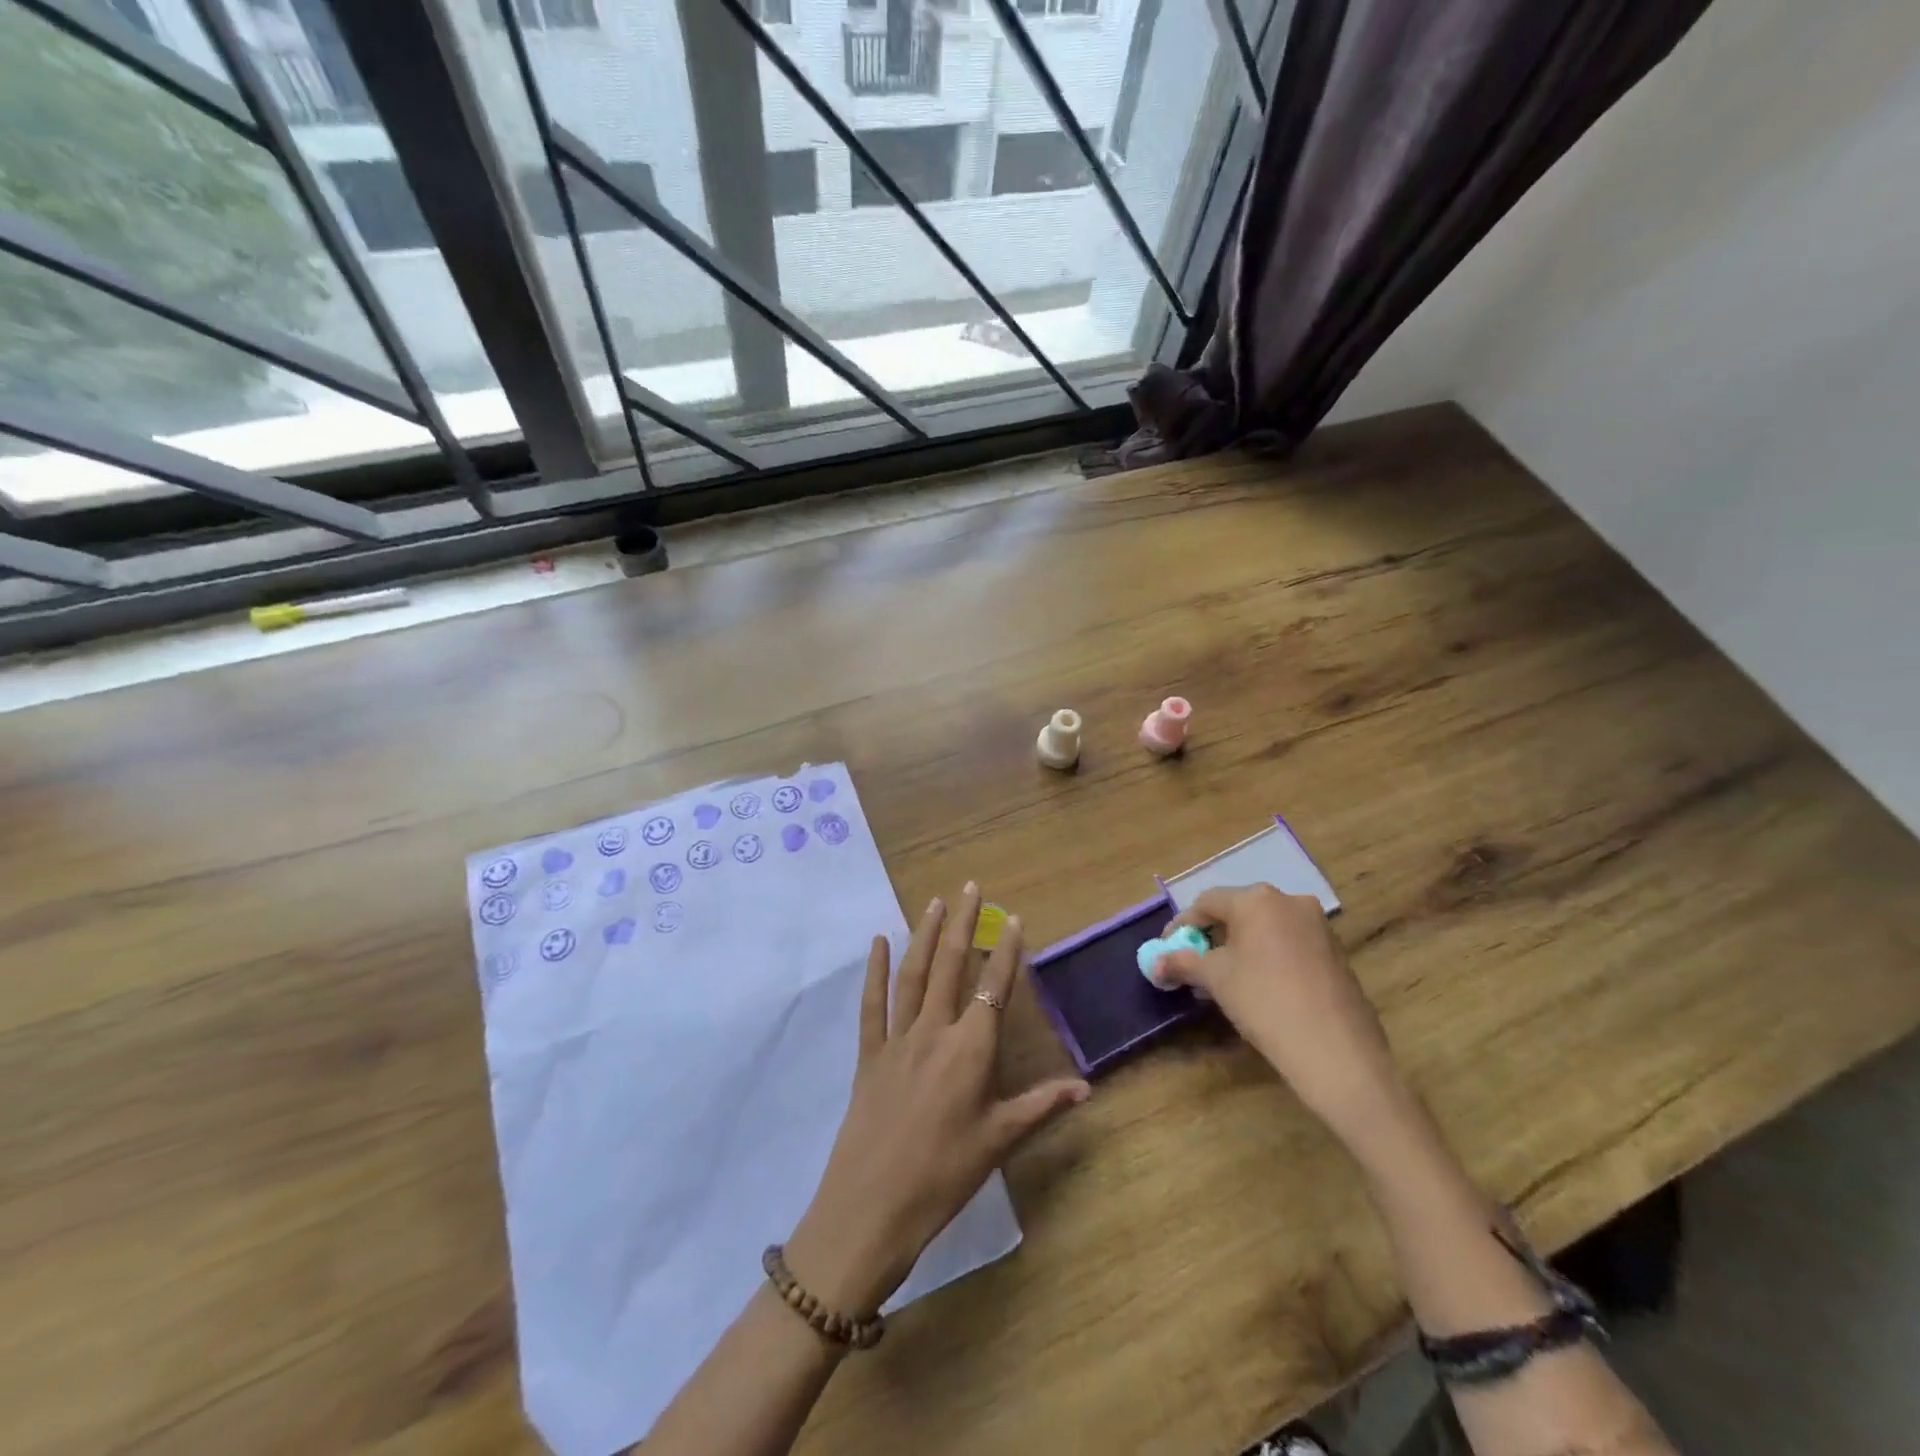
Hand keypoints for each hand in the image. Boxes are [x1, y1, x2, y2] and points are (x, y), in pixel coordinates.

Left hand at [785, 884, 1090, 1315]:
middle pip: (951, 966)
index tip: (1014, 918)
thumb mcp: (999, 1142)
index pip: (994, 989)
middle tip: (971, 887)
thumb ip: (1041, 1106)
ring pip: (913, 975)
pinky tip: (878, 942)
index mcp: (970, 1051)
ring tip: (935, 902)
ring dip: (925, 935)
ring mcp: (897, 1039)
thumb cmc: (944, 1176)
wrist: (871, 1209)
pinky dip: (875, 971)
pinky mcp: (868, 1054)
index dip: (1006, 952)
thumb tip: (1086, 1088)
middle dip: (963, 924)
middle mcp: (934, 1032)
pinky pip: (872, 1004)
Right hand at [1154, 885, 1408, 1151]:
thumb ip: (1182, 963)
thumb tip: (1155, 963)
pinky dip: (1267, 957)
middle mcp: (1290, 901)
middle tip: (1194, 964)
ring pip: (1265, 928)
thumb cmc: (1265, 1003)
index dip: (1182, 926)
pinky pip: (1289, 944)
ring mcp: (1318, 926)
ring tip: (1224, 979)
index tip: (1167, 950)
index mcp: (1257, 899)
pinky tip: (1259, 987)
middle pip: (1238, 911)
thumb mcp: (1216, 980)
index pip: (1207, 903)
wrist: (1337, 1054)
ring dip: (1240, 947)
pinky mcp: (1336, 952)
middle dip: (1212, 936)